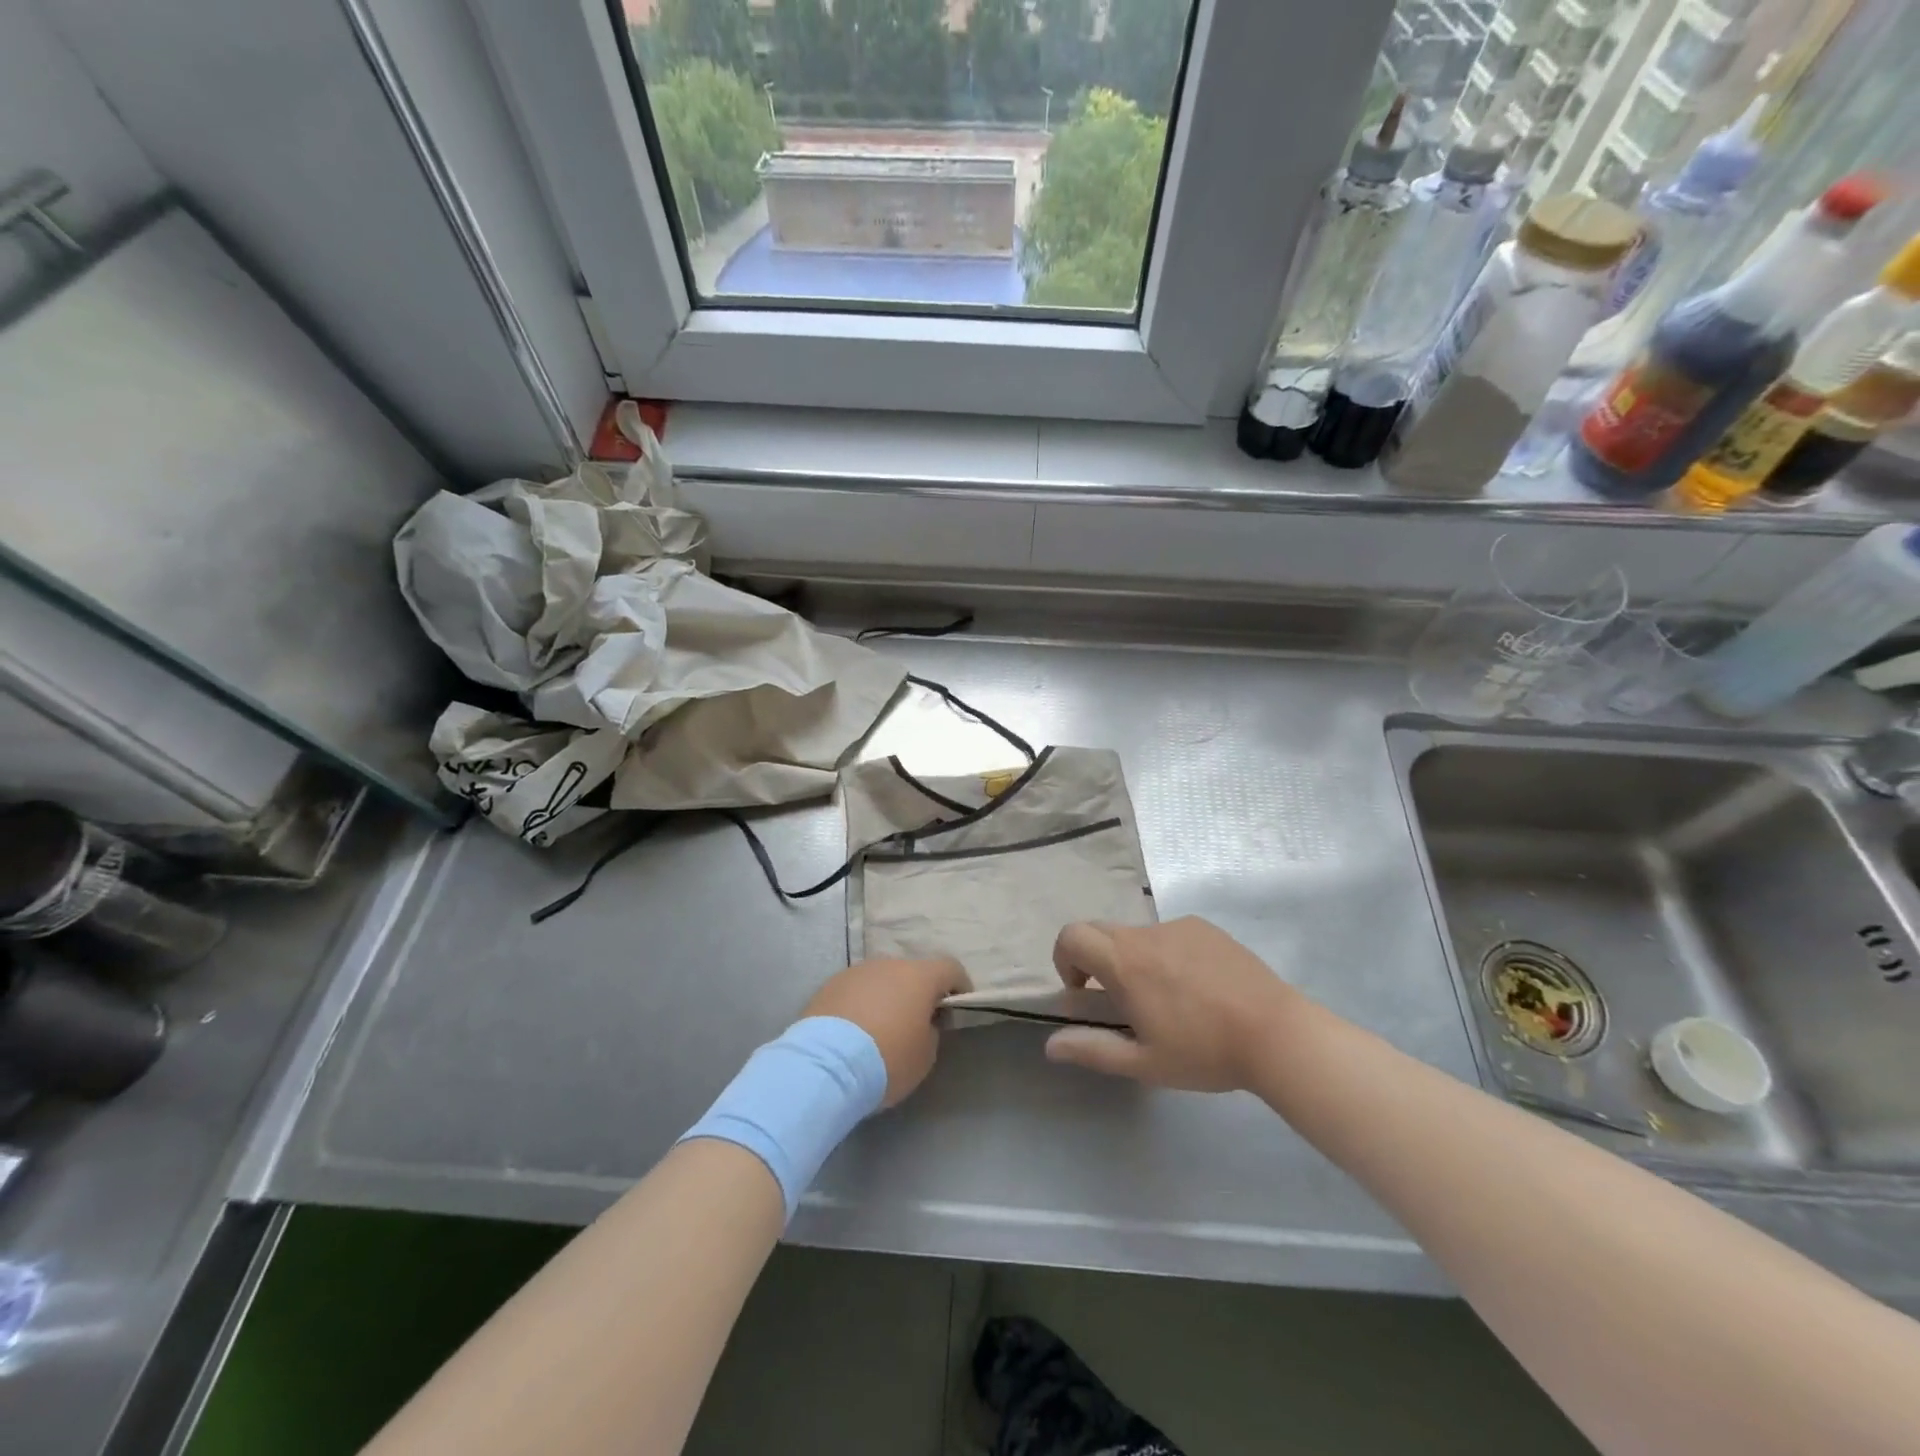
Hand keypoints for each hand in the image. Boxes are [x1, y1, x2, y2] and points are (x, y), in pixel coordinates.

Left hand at [803, 957, 970, 1106]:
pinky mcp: (830, 985)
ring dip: (887, 998)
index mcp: (919, 976)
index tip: (957, 1008)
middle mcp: (889, 964)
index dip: (959, 985)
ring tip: (879, 1030)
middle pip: (912, 973)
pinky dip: (861, 1005)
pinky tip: (854, 1033)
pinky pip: (856, 991)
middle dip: (918, 994)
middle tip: (916, 1023)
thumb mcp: (925, 1055)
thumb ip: (930, 1031)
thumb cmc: (887, 1058)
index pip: (950, 968)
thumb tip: (921, 1022)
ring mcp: (857, 972)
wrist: (825, 1065)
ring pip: (881, 980)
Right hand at [1045, 918, 1302, 1091]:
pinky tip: (1197, 988)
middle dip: (1096, 960)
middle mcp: (1145, 934)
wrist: (1277, 1034)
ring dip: (1134, 959)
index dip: (1064, 959)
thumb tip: (1050, 1045)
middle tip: (1119, 1000)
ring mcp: (1178, 926)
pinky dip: (1166, 955)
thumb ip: (1093, 1050)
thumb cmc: (1204, 1051)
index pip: (1072, 936)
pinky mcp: (1206, 928)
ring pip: (1137, 935)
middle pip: (1101, 931)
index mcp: (1124, 962)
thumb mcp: (1144, 1062)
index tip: (1082, 990)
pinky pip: (1170, 935)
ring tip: (1167, 1000)